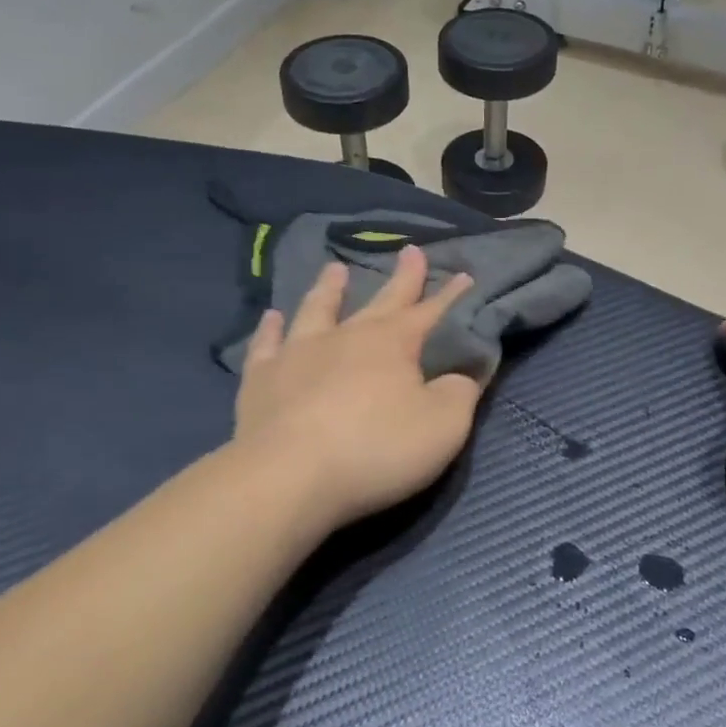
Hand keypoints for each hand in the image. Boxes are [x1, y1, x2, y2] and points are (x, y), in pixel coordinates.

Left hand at [235, 247, 480, 533]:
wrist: (290, 476)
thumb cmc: (376, 448)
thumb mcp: (443, 426)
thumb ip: (460, 393)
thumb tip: (463, 374)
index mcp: (392, 343)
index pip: (429, 312)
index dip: (449, 295)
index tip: (463, 274)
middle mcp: (346, 336)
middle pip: (379, 300)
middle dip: (401, 277)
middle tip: (410, 250)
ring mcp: (299, 353)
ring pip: (318, 310)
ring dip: (329, 288)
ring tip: (334, 268)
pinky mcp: (262, 379)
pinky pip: (266, 344)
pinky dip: (270, 328)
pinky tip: (272, 317)